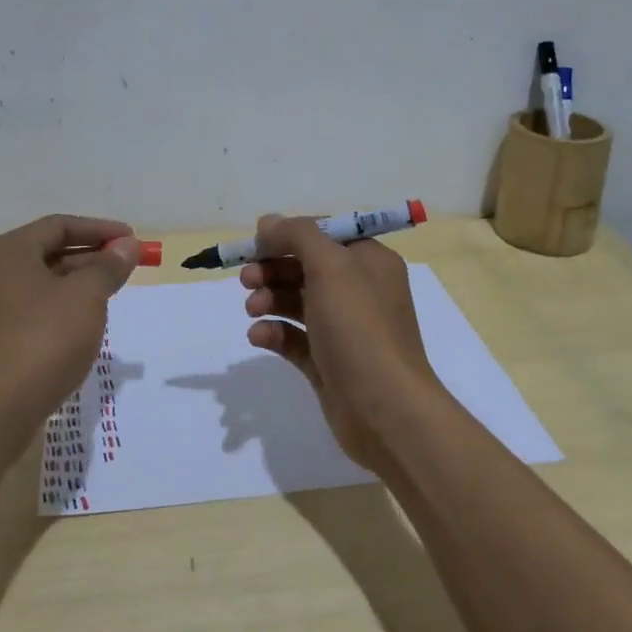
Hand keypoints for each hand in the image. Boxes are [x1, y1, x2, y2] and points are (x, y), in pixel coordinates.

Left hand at [0, 214, 141, 439]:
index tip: (131, 240)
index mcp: (6, 252)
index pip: (58, 226)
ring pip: (40, 286)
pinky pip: (31, 313)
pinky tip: (83, 327)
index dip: (100, 230)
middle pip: (47, 254)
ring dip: (77, 286)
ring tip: (110, 296)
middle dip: (90, 258)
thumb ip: (109, 266)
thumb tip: (127, 246)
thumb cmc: (43, 339)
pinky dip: (59, 311)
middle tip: (125, 268)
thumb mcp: (86, 296)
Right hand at [241, 214, 442, 472]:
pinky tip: (259, 336)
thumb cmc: (360, 327)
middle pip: (306, 267)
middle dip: (273, 268)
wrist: (385, 410)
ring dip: (270, 298)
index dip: (289, 235)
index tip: (256, 243)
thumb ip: (298, 235)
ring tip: (252, 309)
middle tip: (247, 278)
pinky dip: (274, 332)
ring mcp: (344, 329)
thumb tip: (269, 222)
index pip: (324, 234)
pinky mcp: (328, 362)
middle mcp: (359, 290)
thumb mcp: (331, 266)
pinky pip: (294, 338)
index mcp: (369, 261)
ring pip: (297, 302)